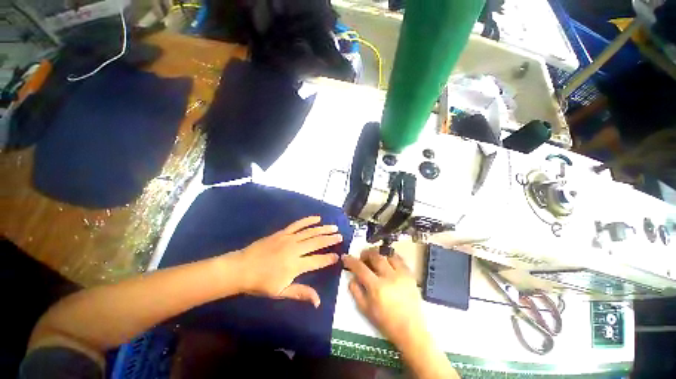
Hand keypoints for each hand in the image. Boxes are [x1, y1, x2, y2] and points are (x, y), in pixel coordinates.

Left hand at [232, 216, 342, 306]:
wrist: (241, 268)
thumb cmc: (261, 283)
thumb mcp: (281, 292)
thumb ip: (301, 293)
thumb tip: (318, 301)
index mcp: (295, 265)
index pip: (318, 261)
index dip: (329, 258)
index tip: (338, 256)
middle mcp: (295, 249)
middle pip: (317, 242)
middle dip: (330, 239)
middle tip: (340, 236)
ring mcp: (289, 238)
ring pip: (310, 232)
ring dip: (323, 229)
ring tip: (333, 227)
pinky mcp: (283, 232)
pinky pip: (298, 224)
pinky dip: (308, 220)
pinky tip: (317, 218)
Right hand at [342, 249, 426, 347]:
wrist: (410, 330)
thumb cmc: (385, 321)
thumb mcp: (365, 309)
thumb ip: (355, 291)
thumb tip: (352, 276)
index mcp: (376, 287)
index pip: (360, 268)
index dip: (351, 261)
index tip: (345, 257)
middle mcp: (389, 277)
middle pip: (375, 256)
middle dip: (365, 253)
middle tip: (362, 257)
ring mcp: (401, 274)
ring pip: (387, 254)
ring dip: (378, 253)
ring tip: (374, 257)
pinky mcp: (410, 274)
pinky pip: (399, 258)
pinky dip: (390, 256)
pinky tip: (387, 261)